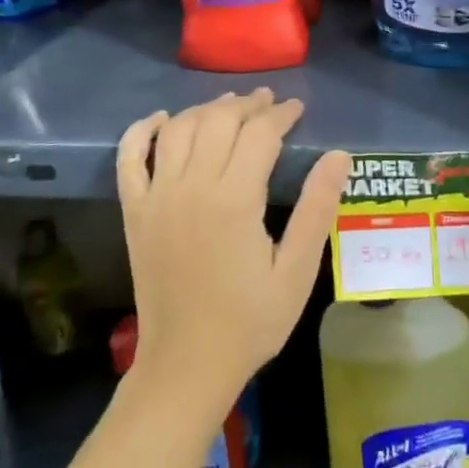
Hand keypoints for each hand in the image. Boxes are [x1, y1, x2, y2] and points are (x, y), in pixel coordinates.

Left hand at [116, 91, 349, 411]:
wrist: (187, 364)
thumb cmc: (250, 322)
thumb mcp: (296, 272)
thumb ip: (317, 209)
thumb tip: (339, 156)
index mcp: (234, 200)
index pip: (259, 134)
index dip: (280, 114)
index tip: (297, 109)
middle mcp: (191, 187)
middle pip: (218, 121)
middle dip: (246, 105)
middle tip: (268, 103)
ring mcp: (156, 197)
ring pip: (178, 129)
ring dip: (204, 109)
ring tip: (228, 106)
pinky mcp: (134, 211)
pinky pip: (129, 157)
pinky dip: (141, 130)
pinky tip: (160, 118)